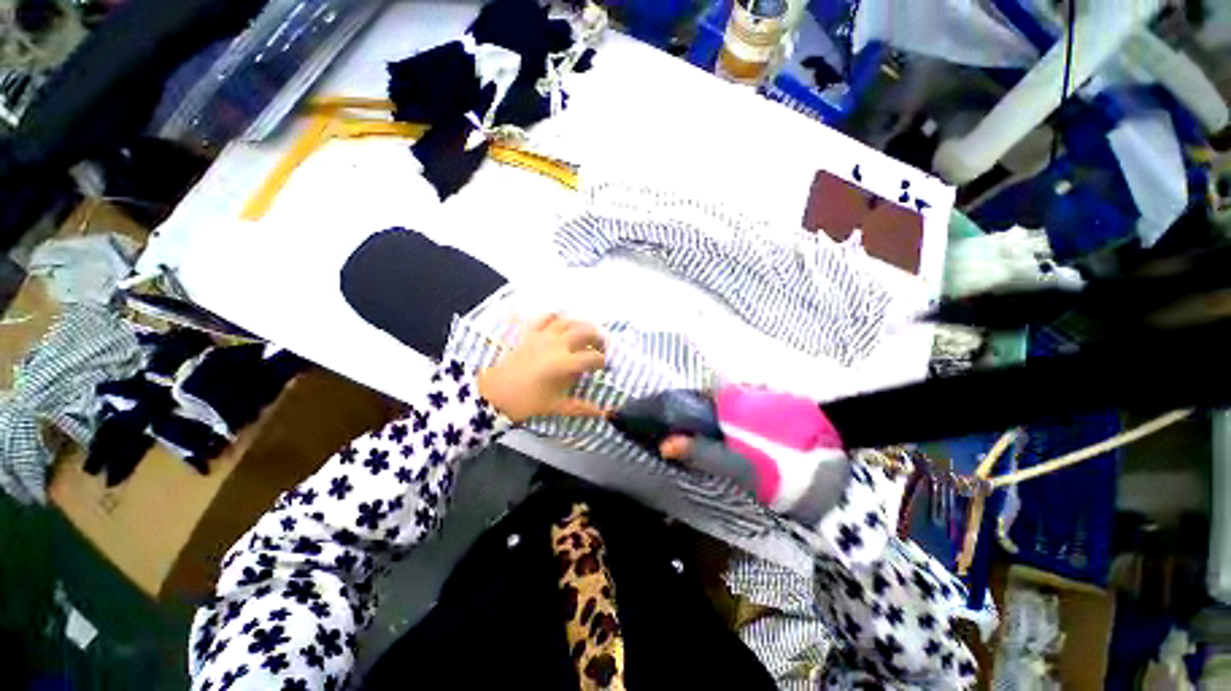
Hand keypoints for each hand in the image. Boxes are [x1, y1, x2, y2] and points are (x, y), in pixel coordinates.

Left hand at [477, 314, 607, 422]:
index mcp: (566, 363)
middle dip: (598, 338)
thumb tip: (603, 413)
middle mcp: (558, 345)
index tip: (603, 367)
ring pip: (569, 322)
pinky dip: (557, 318)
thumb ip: (581, 407)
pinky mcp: (530, 333)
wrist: (494, 394)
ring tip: (585, 334)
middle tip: (600, 347)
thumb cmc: (527, 401)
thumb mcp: (556, 406)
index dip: (602, 361)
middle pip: (586, 332)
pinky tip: (560, 323)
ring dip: (581, 326)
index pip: (593, 358)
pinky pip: (546, 318)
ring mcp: (543, 336)